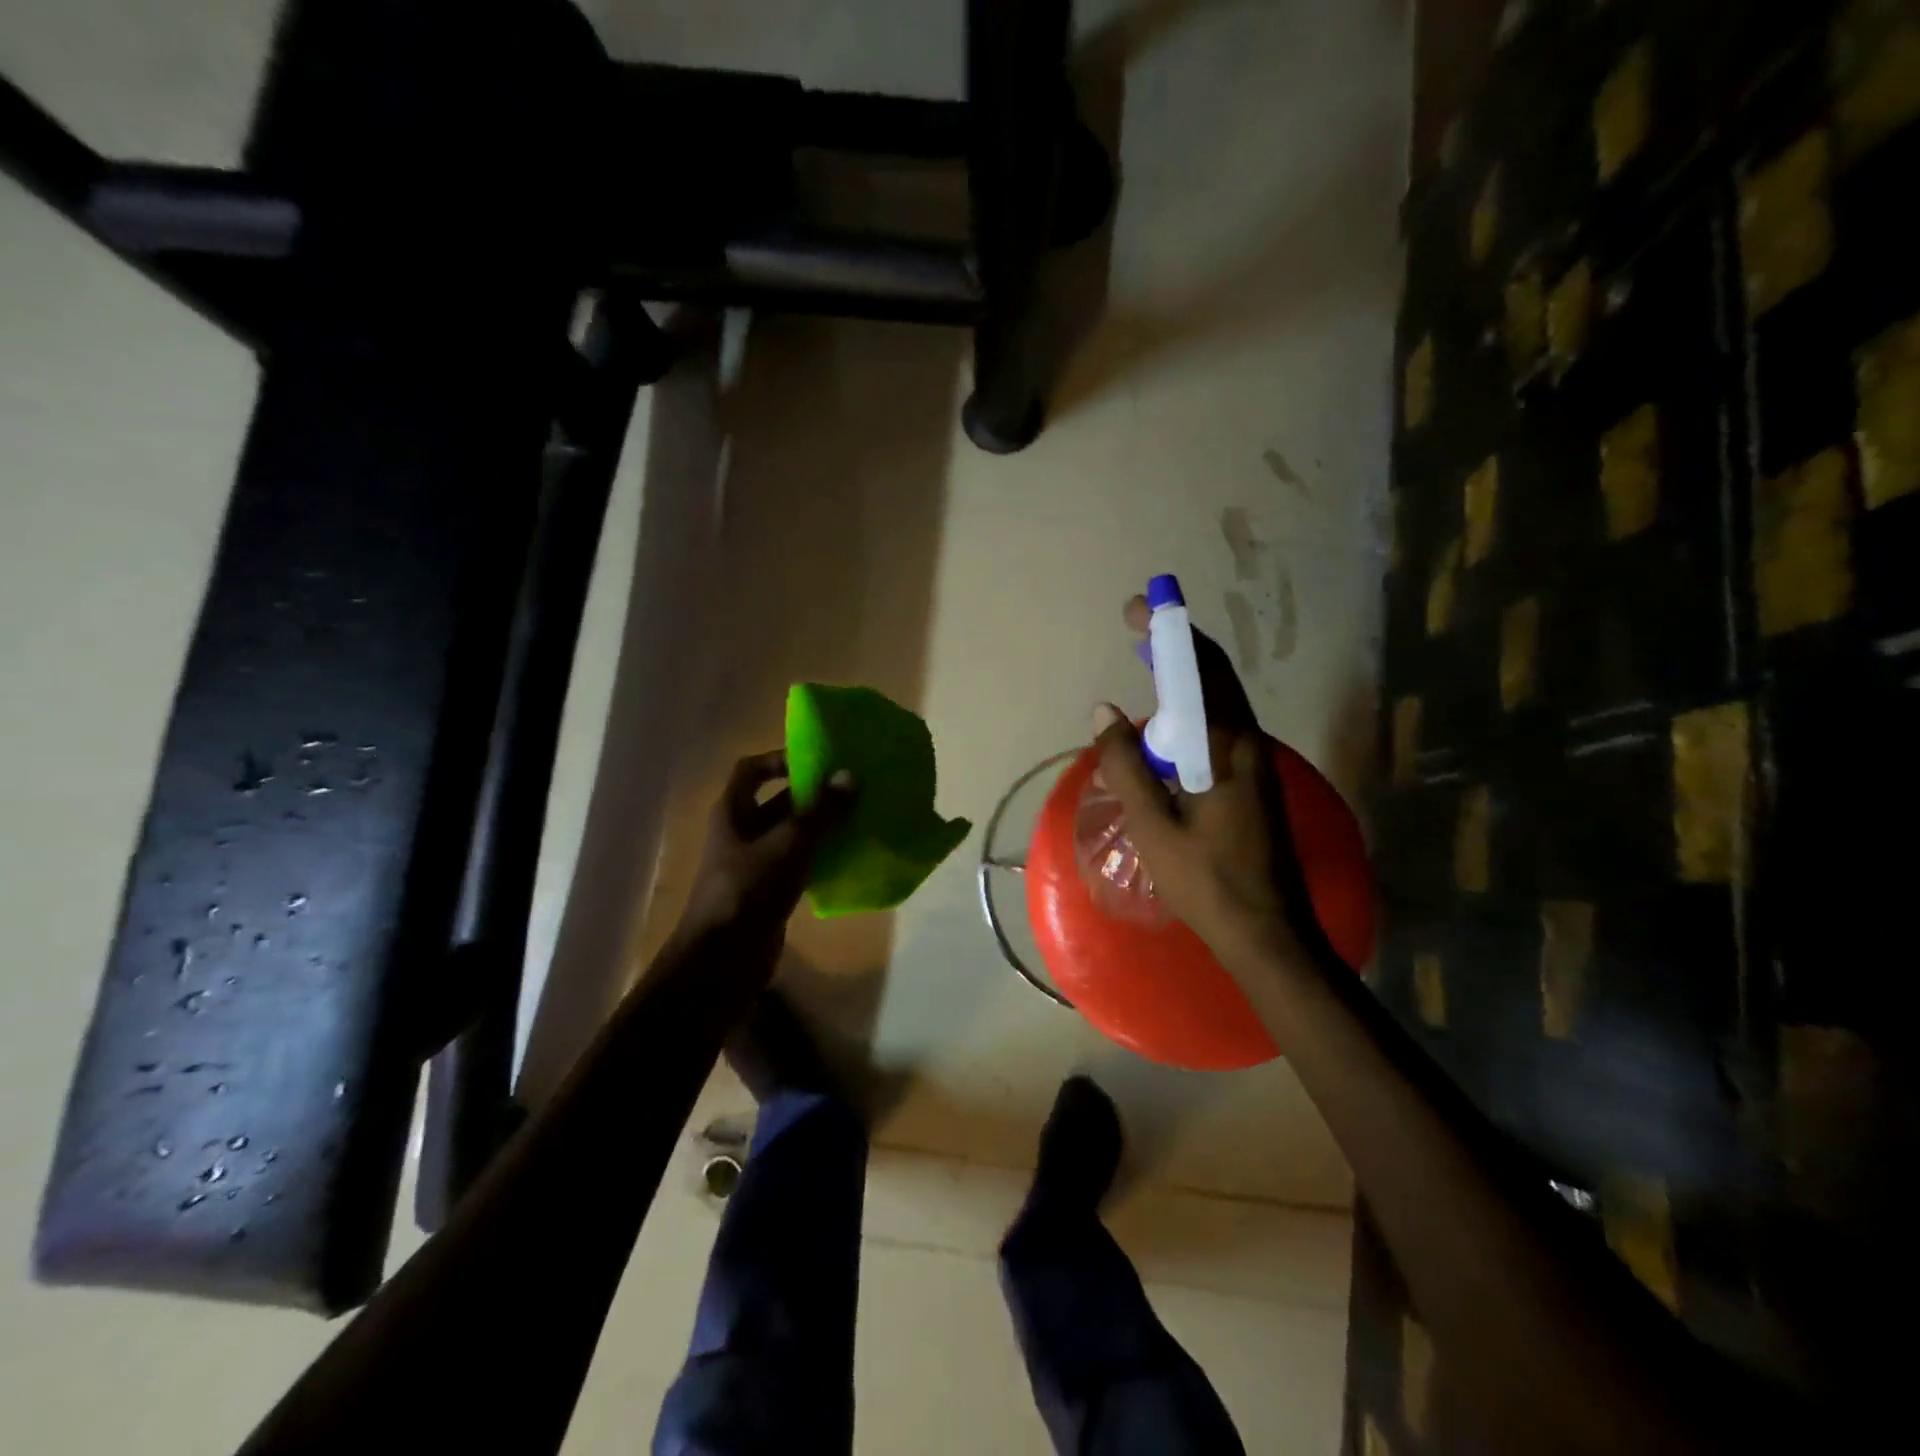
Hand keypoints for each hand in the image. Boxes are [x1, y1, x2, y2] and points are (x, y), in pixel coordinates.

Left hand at [677, 750, 852, 951]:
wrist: (724, 959)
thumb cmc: (749, 889)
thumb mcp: (789, 844)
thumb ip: (820, 811)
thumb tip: (849, 776)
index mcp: (734, 812)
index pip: (751, 770)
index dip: (779, 759)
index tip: (817, 761)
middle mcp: (741, 833)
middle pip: (777, 802)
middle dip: (812, 796)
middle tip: (852, 790)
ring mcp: (754, 864)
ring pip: (791, 835)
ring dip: (820, 828)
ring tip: (859, 819)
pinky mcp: (769, 892)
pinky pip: (798, 865)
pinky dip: (820, 859)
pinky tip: (849, 857)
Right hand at [1092, 596, 1301, 966]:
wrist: (1268, 932)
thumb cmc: (1206, 881)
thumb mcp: (1154, 825)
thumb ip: (1127, 766)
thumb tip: (1104, 711)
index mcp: (1226, 747)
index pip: (1198, 670)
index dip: (1169, 632)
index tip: (1138, 608)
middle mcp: (1248, 743)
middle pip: (1214, 675)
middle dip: (1176, 644)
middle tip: (1138, 628)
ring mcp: (1255, 762)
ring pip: (1218, 700)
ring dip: (1183, 676)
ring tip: (1147, 665)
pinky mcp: (1252, 781)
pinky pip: (1219, 727)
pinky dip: (1189, 710)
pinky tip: (1164, 728)